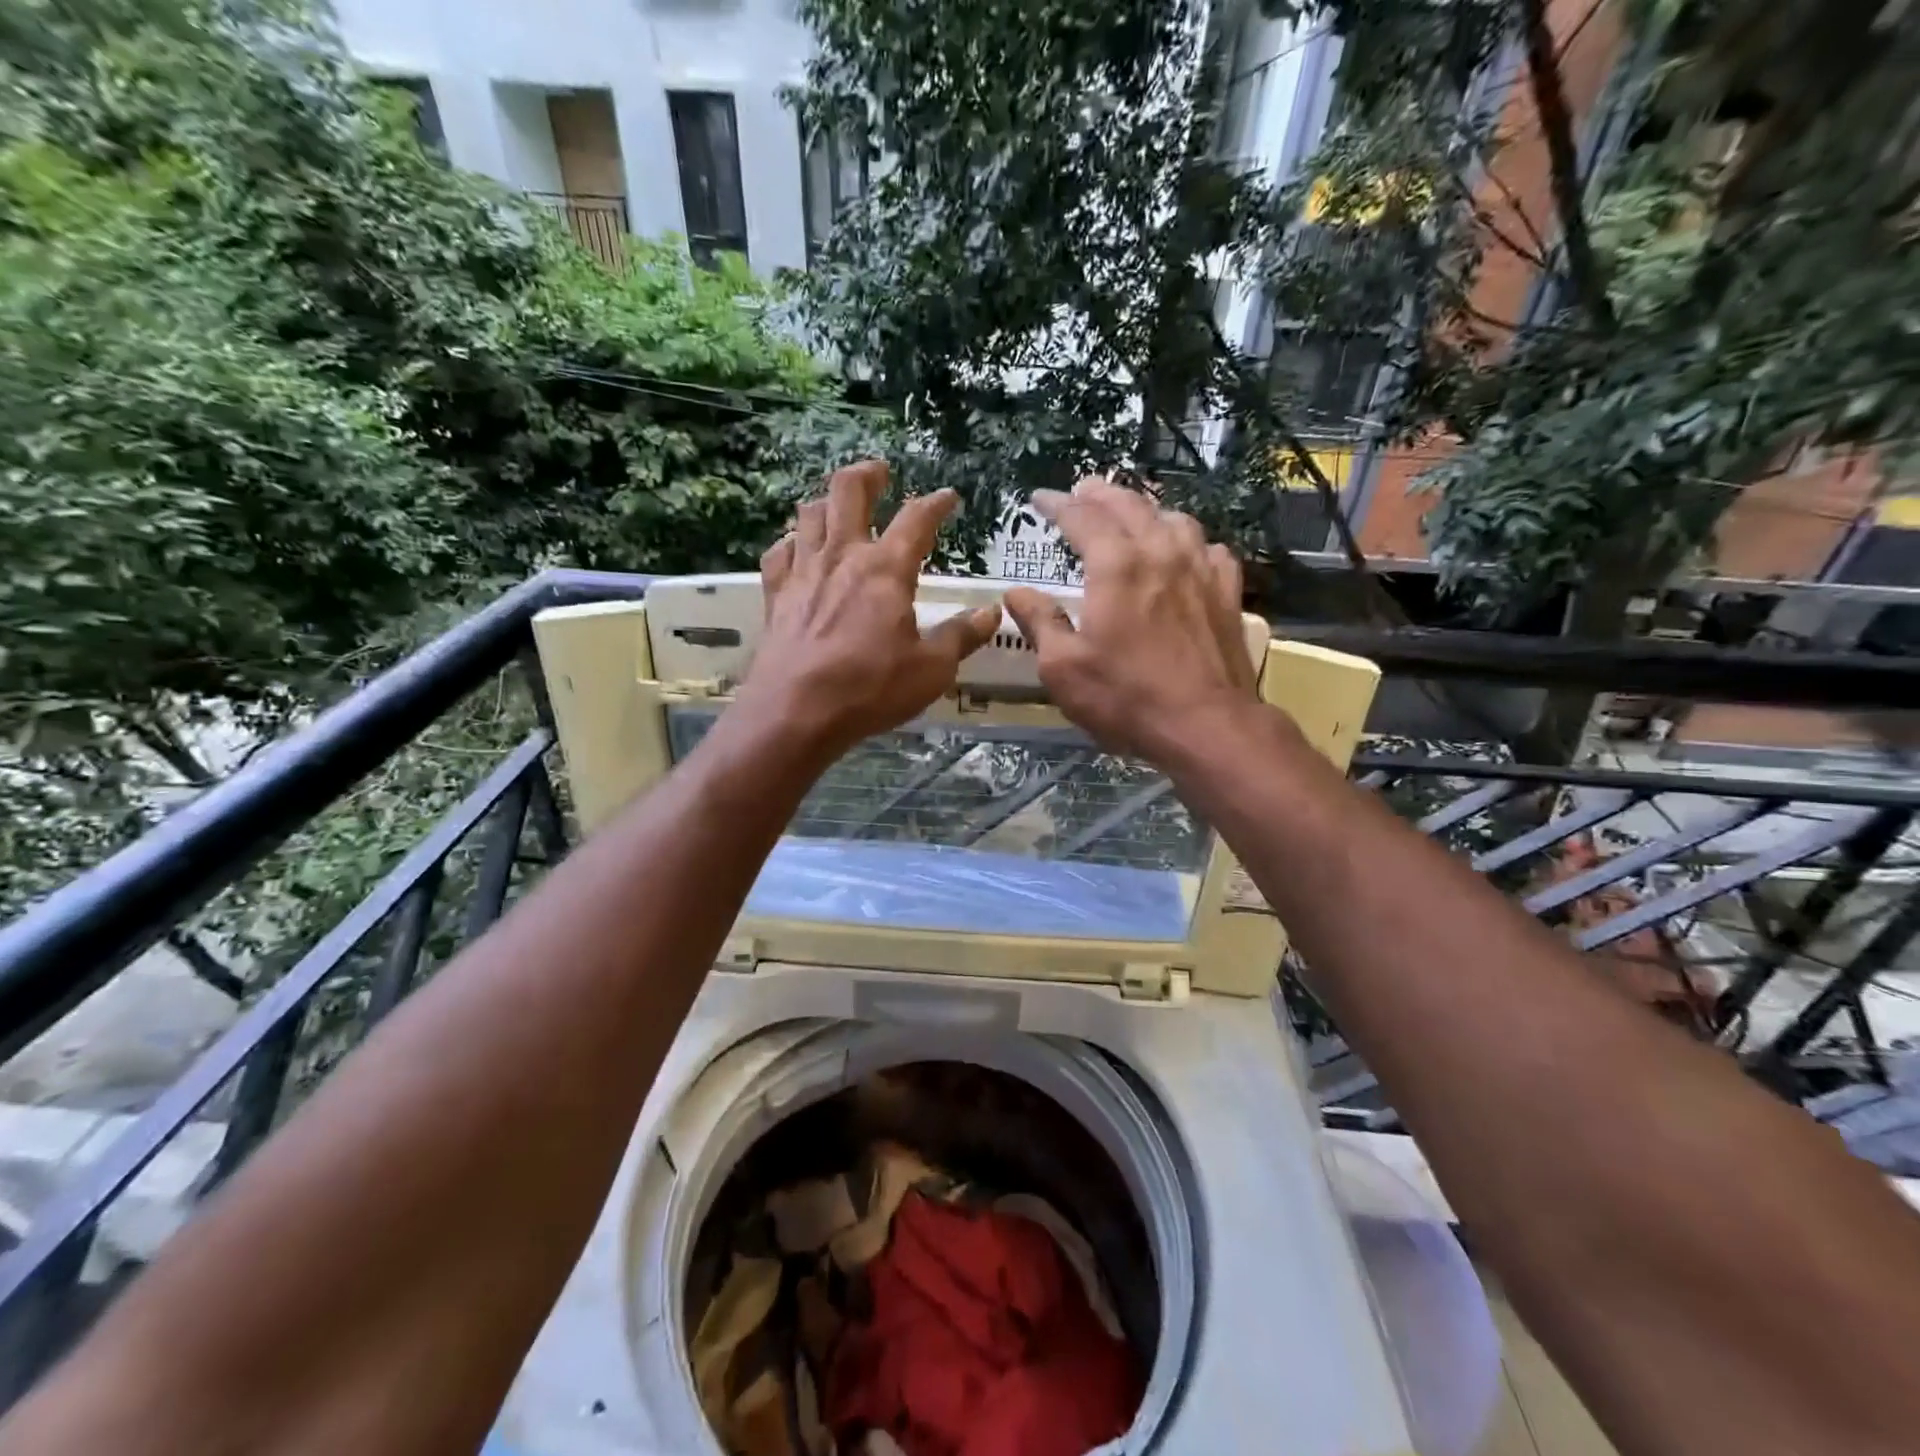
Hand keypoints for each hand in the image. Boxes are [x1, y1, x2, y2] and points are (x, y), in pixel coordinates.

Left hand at [741, 460, 1000, 760]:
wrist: (795, 712)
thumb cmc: (870, 688)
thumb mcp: (931, 669)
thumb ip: (962, 636)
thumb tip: (992, 613)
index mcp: (886, 569)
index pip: (916, 520)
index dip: (935, 503)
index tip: (948, 497)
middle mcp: (843, 557)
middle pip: (848, 492)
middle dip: (867, 475)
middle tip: (880, 472)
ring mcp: (804, 573)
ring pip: (809, 514)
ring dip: (826, 501)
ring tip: (838, 505)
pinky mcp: (776, 595)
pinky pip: (779, 553)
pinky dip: (791, 543)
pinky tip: (797, 549)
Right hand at [1003, 477, 1255, 759]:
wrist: (1206, 724)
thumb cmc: (1126, 697)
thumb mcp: (1063, 668)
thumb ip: (1040, 623)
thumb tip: (1016, 593)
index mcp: (1116, 565)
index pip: (1082, 518)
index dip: (1058, 504)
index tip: (1039, 498)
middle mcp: (1160, 552)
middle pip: (1130, 505)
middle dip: (1101, 494)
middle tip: (1083, 490)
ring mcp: (1200, 569)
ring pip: (1173, 518)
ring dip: (1146, 508)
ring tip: (1131, 512)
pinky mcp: (1227, 593)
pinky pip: (1209, 548)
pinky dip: (1188, 540)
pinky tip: (1185, 551)